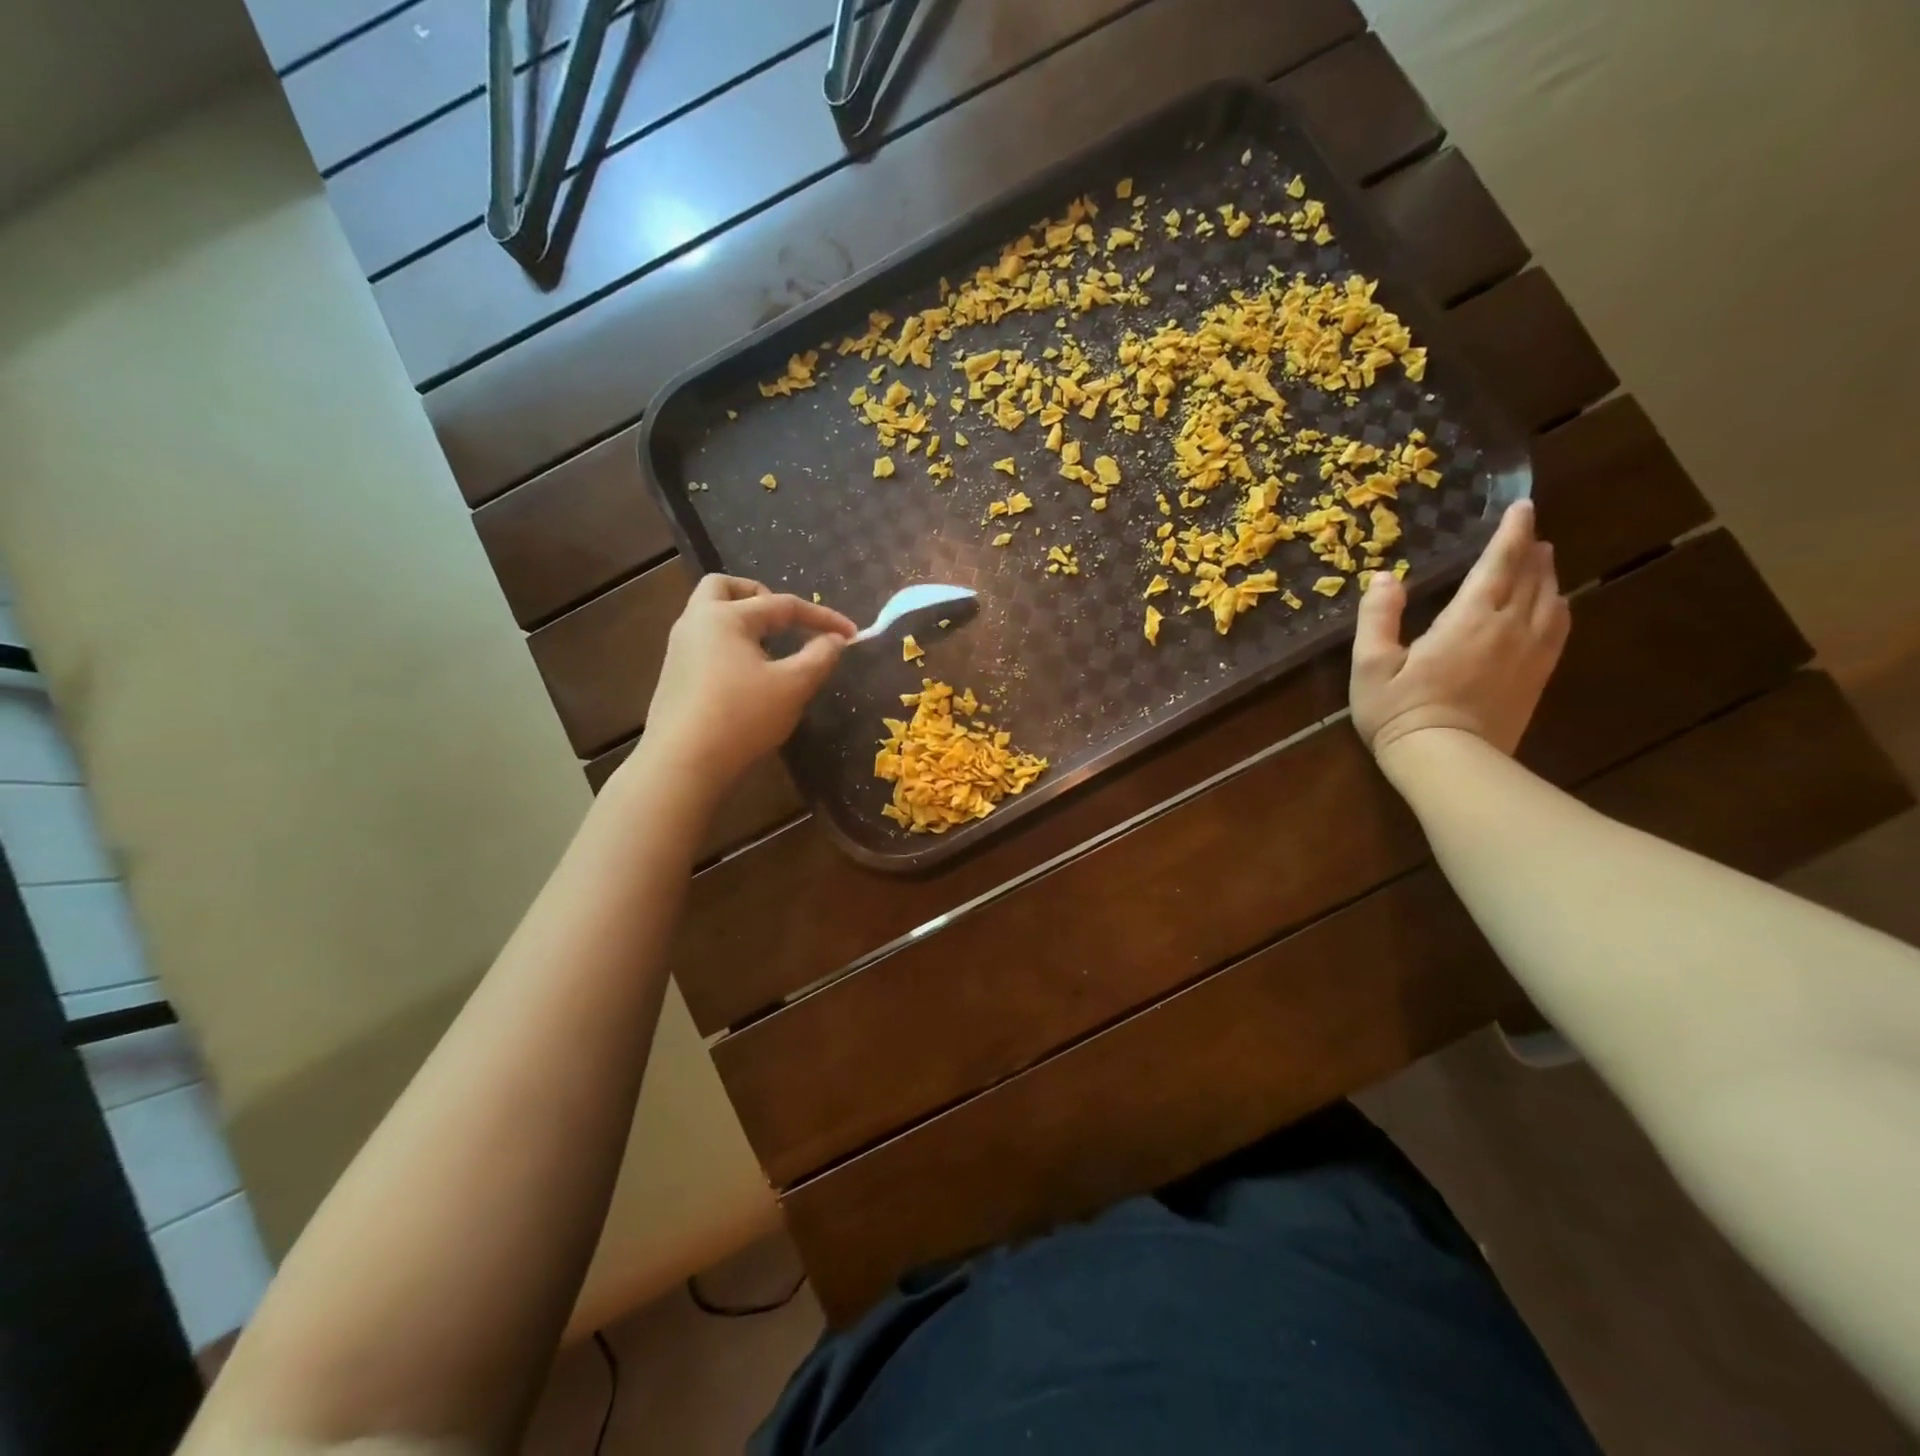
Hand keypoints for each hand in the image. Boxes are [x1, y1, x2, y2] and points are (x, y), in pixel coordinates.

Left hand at [640, 574, 856, 798]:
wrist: (683, 763)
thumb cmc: (743, 717)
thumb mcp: (793, 686)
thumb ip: (819, 657)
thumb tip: (835, 639)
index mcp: (725, 616)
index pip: (783, 605)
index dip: (822, 618)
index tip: (851, 633)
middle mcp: (696, 622)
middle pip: (724, 587)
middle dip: (760, 596)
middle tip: (786, 621)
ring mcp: (679, 650)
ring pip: (711, 616)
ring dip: (744, 621)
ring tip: (771, 650)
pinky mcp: (674, 677)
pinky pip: (705, 644)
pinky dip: (730, 645)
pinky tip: (747, 677)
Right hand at [1350, 499, 1568, 762]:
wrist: (1448, 761)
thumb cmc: (1400, 711)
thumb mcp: (1370, 664)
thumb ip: (1378, 617)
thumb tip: (1383, 578)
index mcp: (1470, 619)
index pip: (1499, 564)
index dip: (1511, 534)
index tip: (1521, 508)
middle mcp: (1510, 628)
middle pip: (1532, 578)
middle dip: (1530, 550)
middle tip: (1528, 532)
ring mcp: (1530, 654)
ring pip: (1551, 601)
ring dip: (1548, 576)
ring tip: (1542, 562)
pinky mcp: (1538, 678)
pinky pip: (1559, 630)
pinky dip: (1558, 607)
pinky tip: (1554, 606)